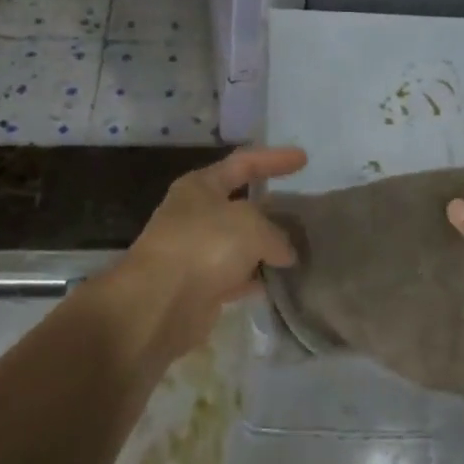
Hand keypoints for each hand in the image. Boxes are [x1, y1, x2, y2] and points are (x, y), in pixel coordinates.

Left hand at [111, 146, 306, 360]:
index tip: (304, 159)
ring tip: (301, 248)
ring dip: (266, 247)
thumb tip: (284, 253)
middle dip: (272, 208)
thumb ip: (276, 233)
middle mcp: (196, 215)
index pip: (243, 163)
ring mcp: (196, 251)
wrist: (158, 304)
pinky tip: (281, 281)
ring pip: (241, 243)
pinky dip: (257, 277)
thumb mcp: (251, 225)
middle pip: (241, 205)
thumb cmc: (203, 246)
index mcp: (201, 186)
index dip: (274, 159)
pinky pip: (237, 275)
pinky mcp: (200, 286)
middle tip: (304, 211)